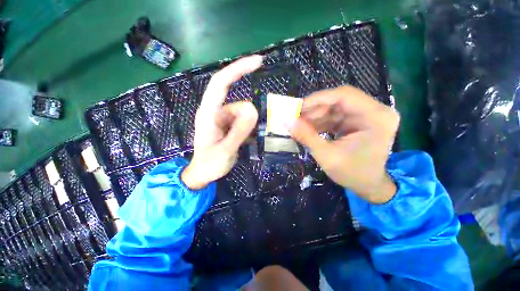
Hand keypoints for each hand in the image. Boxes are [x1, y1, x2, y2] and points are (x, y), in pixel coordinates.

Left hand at [181, 55, 261, 189]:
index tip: (259, 62)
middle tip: (249, 135)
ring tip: (243, 143)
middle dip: (248, 115)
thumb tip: (253, 109)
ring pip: (243, 114)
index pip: (221, 83)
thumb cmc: (209, 164)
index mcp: (208, 113)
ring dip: (248, 126)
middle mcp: (215, 111)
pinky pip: (243, 121)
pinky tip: (244, 141)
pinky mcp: (228, 125)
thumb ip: (239, 131)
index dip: (238, 69)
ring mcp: (223, 119)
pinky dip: (248, 129)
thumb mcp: (225, 150)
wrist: (203, 174)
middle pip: (238, 102)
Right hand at [288, 86, 399, 203]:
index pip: (344, 95)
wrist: (368, 184)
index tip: (298, 107)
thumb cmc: (352, 174)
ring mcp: (367, 115)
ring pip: (334, 107)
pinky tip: (309, 129)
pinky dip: (320, 121)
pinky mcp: (358, 120)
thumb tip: (287, 121)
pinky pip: (335, 115)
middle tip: (296, 118)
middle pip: (338, 100)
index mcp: (376, 117)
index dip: (318, 99)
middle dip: (314, 110)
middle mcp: (375, 111)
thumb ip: (306, 137)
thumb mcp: (326, 156)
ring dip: (315, 116)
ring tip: (300, 125)